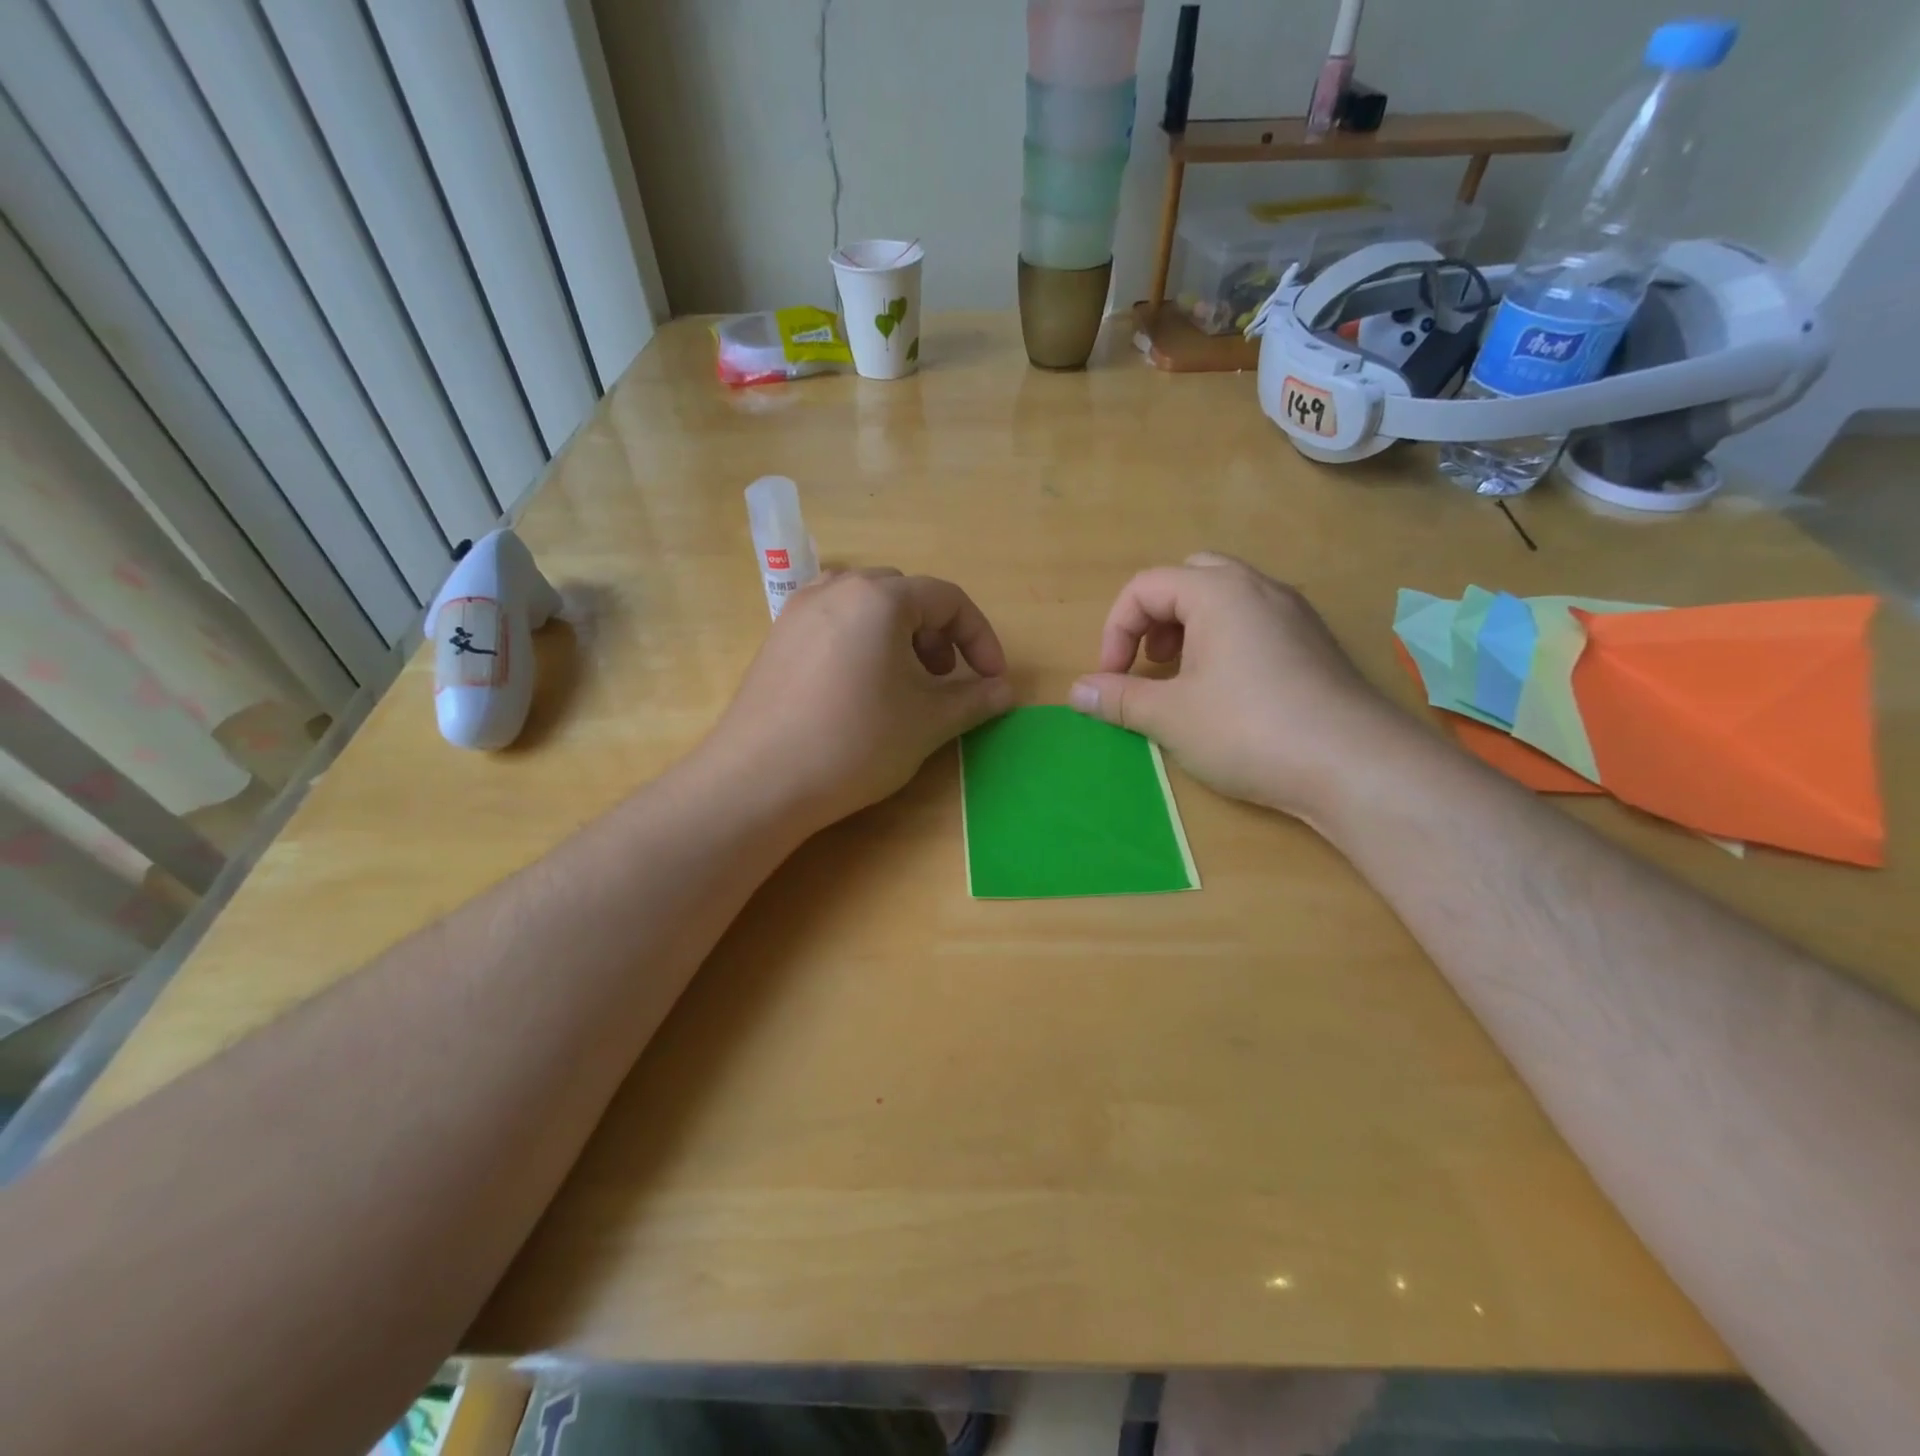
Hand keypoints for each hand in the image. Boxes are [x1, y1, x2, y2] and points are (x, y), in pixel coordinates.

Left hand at [705, 569, 1013, 829]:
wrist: (760, 780)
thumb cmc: (855, 742)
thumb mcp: (927, 723)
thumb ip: (974, 700)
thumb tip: (1006, 691)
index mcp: (880, 598)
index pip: (949, 599)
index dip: (980, 638)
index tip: (992, 680)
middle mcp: (838, 588)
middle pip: (907, 596)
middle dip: (938, 635)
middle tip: (943, 681)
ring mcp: (800, 610)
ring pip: (868, 607)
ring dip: (899, 637)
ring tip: (902, 684)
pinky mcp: (778, 637)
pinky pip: (834, 622)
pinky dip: (862, 643)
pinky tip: (859, 689)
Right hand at [1068, 553, 1402, 819]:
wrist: (1354, 766)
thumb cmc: (1248, 730)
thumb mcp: (1170, 716)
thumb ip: (1118, 698)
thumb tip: (1076, 691)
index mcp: (1218, 591)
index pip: (1146, 586)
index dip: (1115, 630)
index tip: (1110, 678)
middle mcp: (1259, 588)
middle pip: (1188, 579)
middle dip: (1154, 618)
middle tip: (1149, 662)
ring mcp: (1294, 614)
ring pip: (1225, 599)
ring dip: (1189, 630)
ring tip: (1181, 679)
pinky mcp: (1314, 644)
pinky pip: (1255, 623)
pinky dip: (1224, 643)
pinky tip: (1226, 694)